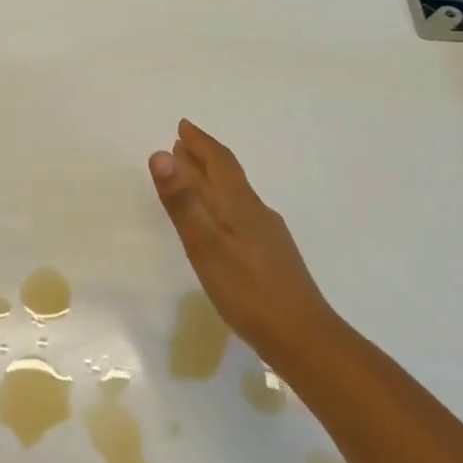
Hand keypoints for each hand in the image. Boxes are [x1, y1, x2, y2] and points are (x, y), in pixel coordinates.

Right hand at [149, 119, 332, 353]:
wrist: (302, 336)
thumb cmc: (247, 290)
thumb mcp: (205, 245)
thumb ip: (182, 201)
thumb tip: (161, 153)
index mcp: (240, 205)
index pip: (219, 162)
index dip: (200, 142)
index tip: (182, 126)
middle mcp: (256, 213)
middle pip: (228, 176)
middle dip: (204, 158)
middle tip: (182, 145)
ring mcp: (267, 236)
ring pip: (235, 197)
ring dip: (212, 181)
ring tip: (193, 178)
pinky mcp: (270, 257)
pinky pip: (240, 216)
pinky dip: (221, 205)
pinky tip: (221, 224)